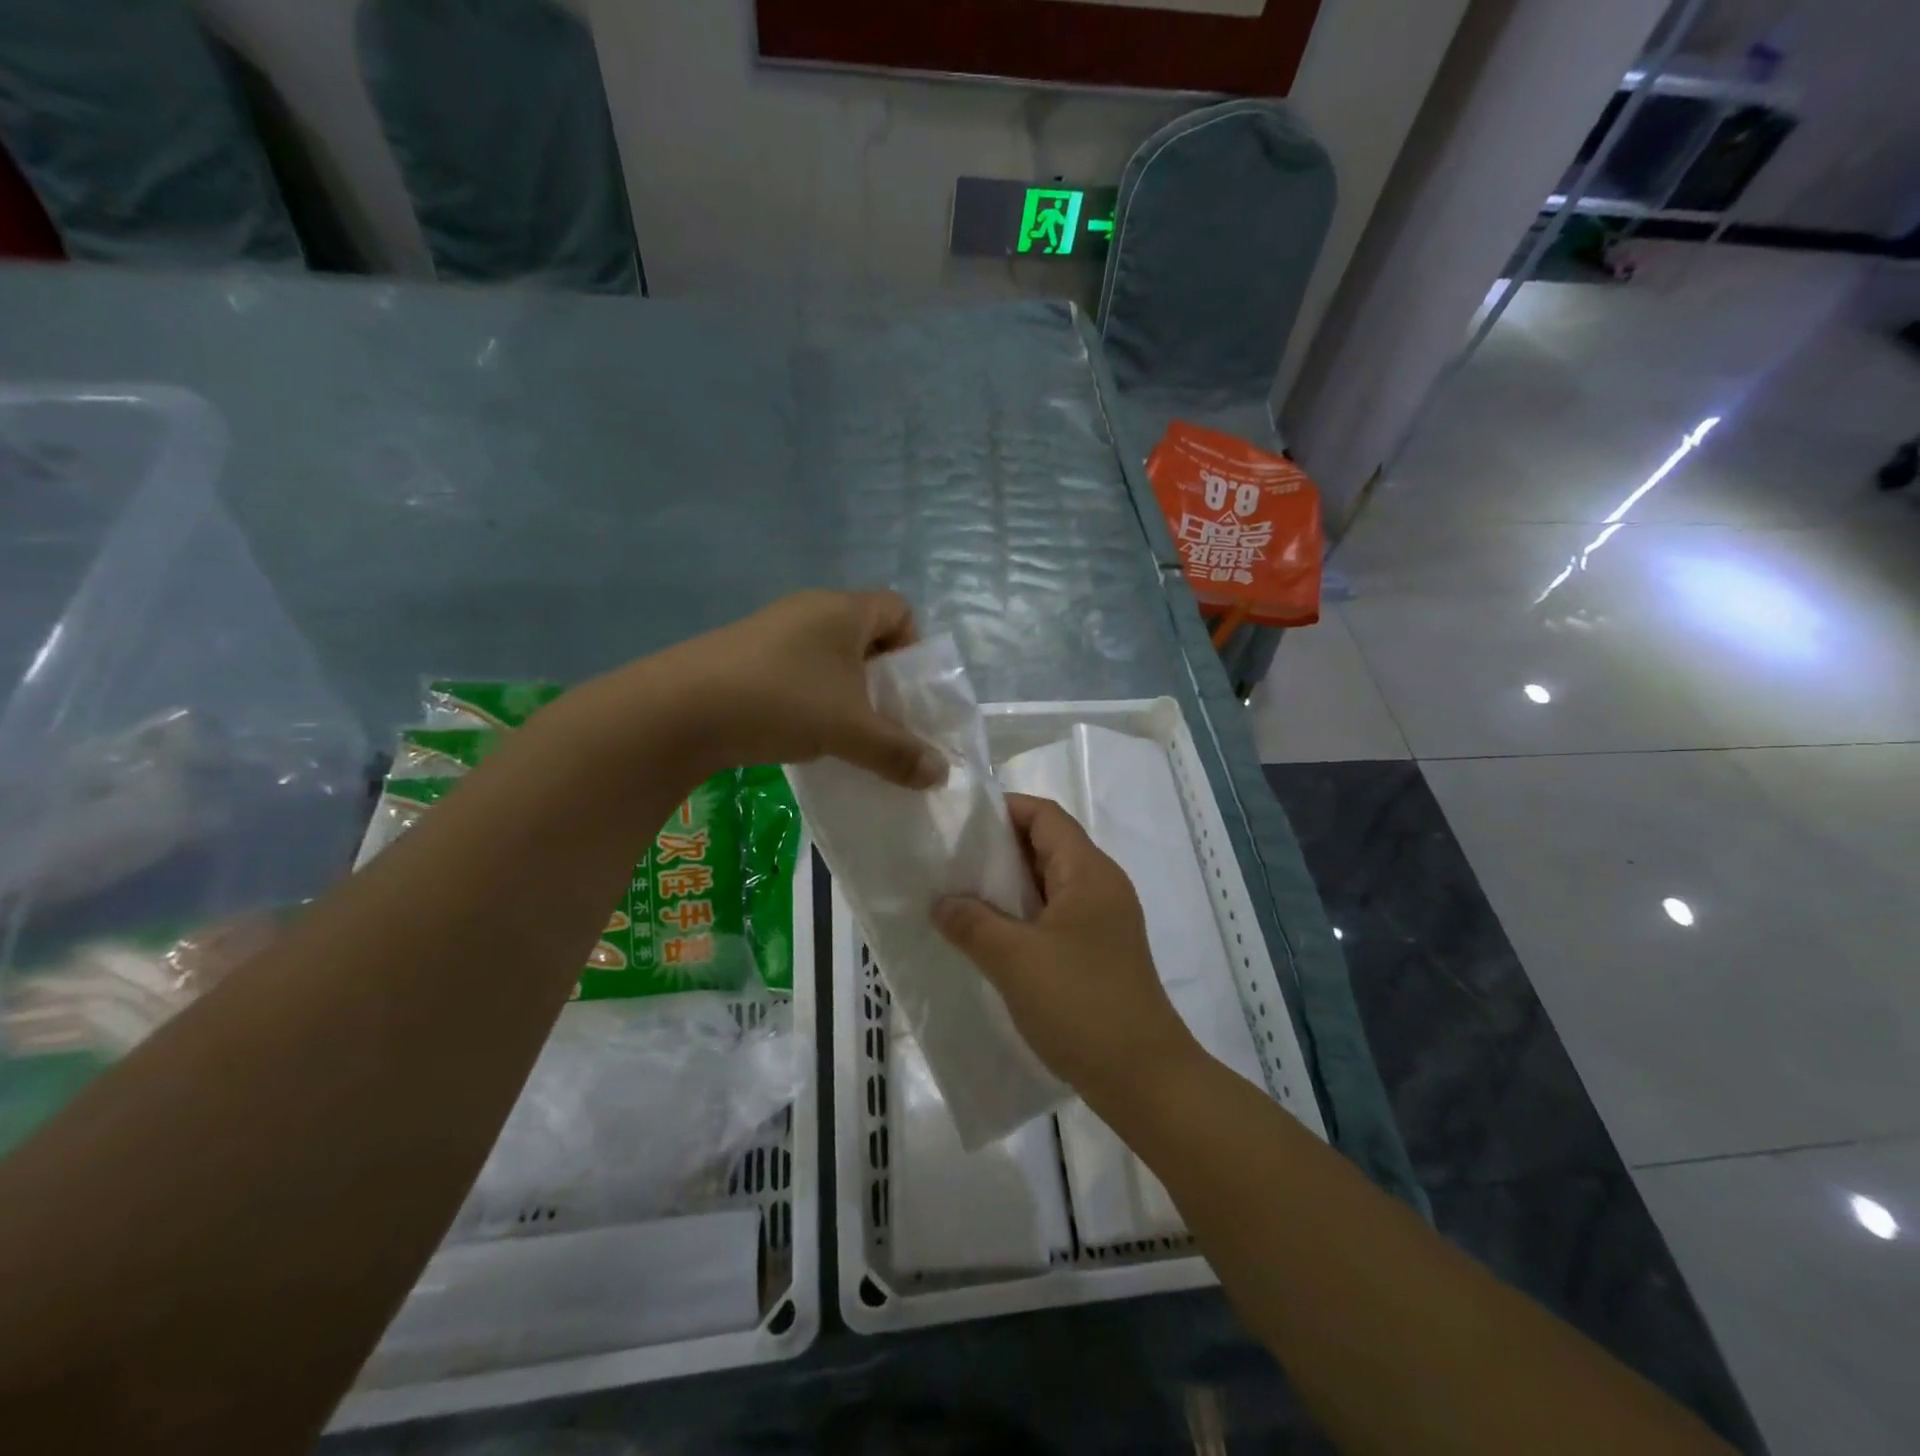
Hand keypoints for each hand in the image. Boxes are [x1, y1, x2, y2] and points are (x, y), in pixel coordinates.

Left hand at [660, 590, 946, 787]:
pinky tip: (803, 730)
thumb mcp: (851, 731)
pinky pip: (798, 667)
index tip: (908, 691)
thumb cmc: (783, 702)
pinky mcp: (746, 654)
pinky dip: (812, 695)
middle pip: (866, 633)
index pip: (900, 609)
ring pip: (830, 654)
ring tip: (846, 731)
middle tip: (885, 718)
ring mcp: (774, 629)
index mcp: (844, 610)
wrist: (680, 710)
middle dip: (882, 677)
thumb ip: (900, 753)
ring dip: (846, 690)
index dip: (915, 647)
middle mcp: (810, 609)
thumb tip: (942, 774)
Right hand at [933, 794, 1199, 1102]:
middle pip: (1047, 846)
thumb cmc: (1081, 1004)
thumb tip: (941, 902)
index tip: (959, 821)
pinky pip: (1055, 917)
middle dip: (998, 850)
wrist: (1145, 1079)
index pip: (1045, 816)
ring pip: (1049, 885)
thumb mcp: (1015, 960)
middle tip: (949, 860)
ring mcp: (1103, 922)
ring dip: (1008, 888)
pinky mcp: (1099, 953)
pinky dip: (1022, 917)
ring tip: (960, 897)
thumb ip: (972, 923)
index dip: (1004, 809)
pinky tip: (989, 938)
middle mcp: (1101, 887)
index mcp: (1089, 872)